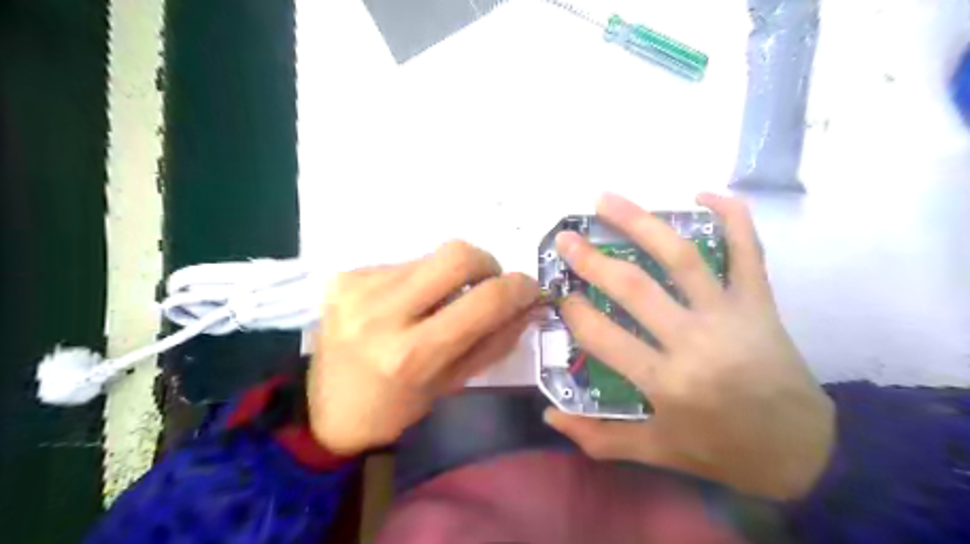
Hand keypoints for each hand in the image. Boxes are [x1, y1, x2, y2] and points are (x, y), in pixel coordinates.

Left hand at [309, 241, 538, 456]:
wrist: (325, 411)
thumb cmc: (396, 410)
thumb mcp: (452, 384)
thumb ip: (496, 341)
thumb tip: (530, 305)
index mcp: (413, 355)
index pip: (484, 301)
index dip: (518, 288)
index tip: (527, 288)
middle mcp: (383, 313)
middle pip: (457, 255)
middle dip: (486, 264)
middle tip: (486, 285)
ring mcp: (359, 289)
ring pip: (430, 256)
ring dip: (448, 276)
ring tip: (435, 305)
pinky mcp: (344, 277)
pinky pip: (403, 263)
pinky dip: (418, 279)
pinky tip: (405, 305)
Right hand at [545, 193, 833, 499]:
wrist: (806, 451)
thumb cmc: (723, 451)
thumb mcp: (657, 451)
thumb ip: (600, 438)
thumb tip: (549, 415)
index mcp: (667, 382)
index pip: (603, 336)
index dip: (574, 312)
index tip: (560, 297)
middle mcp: (695, 340)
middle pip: (634, 287)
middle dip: (592, 259)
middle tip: (566, 238)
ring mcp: (731, 314)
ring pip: (681, 257)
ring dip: (641, 222)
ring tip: (606, 199)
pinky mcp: (760, 302)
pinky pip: (748, 250)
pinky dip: (732, 216)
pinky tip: (704, 193)